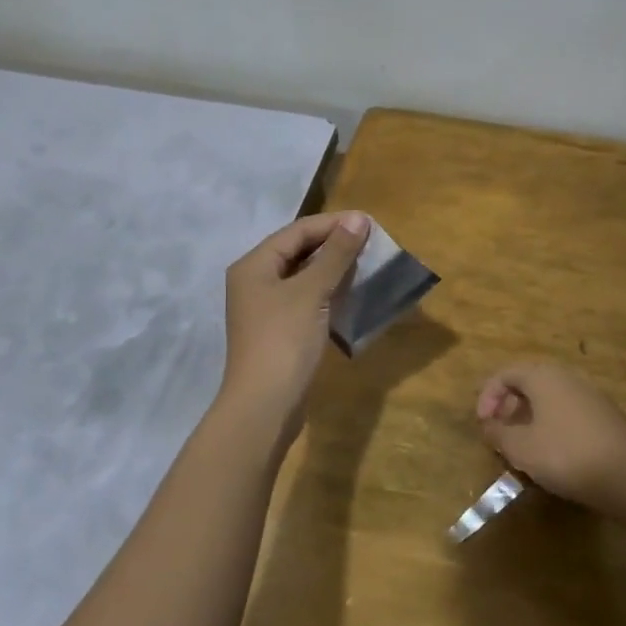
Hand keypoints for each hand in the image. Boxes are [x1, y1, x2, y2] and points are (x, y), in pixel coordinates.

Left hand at [214, 211, 369, 450]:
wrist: (265, 406)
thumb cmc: (284, 341)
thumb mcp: (312, 292)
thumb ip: (336, 254)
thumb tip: (359, 219)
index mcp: (254, 265)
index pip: (297, 231)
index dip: (333, 224)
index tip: (369, 222)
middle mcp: (255, 281)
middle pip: (297, 251)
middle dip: (333, 244)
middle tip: (371, 242)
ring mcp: (265, 308)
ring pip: (303, 276)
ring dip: (333, 268)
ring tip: (366, 263)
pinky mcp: (278, 330)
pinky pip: (305, 299)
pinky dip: (327, 292)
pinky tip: (351, 293)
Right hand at [475, 362, 625, 509]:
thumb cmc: (565, 455)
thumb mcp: (521, 448)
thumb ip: (498, 434)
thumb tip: (489, 426)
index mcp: (542, 376)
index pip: (505, 374)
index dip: (487, 396)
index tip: (483, 424)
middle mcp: (566, 376)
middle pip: (528, 382)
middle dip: (509, 406)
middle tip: (501, 432)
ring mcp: (590, 394)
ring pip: (550, 397)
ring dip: (530, 416)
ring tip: (524, 445)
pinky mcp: (606, 414)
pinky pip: (568, 410)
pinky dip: (552, 423)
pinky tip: (553, 452)